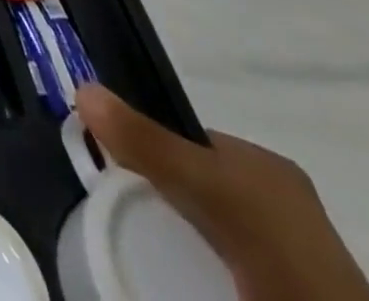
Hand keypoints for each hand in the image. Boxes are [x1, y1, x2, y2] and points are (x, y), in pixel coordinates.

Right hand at [74, 87, 368, 300]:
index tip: (108, 164)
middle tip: (119, 206)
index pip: (189, 142)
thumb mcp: (211, 192)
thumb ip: (149, 144)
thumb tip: (81, 88)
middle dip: (158, 190)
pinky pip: (223, 264)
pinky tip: (175, 275)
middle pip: (197, 184)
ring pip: (209, 229)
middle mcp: (279, 202)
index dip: (148, 146)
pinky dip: (194, 266)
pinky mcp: (280, 287)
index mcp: (267, 167)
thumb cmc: (280, 253)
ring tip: (139, 242)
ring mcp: (287, 258)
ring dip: (176, 234)